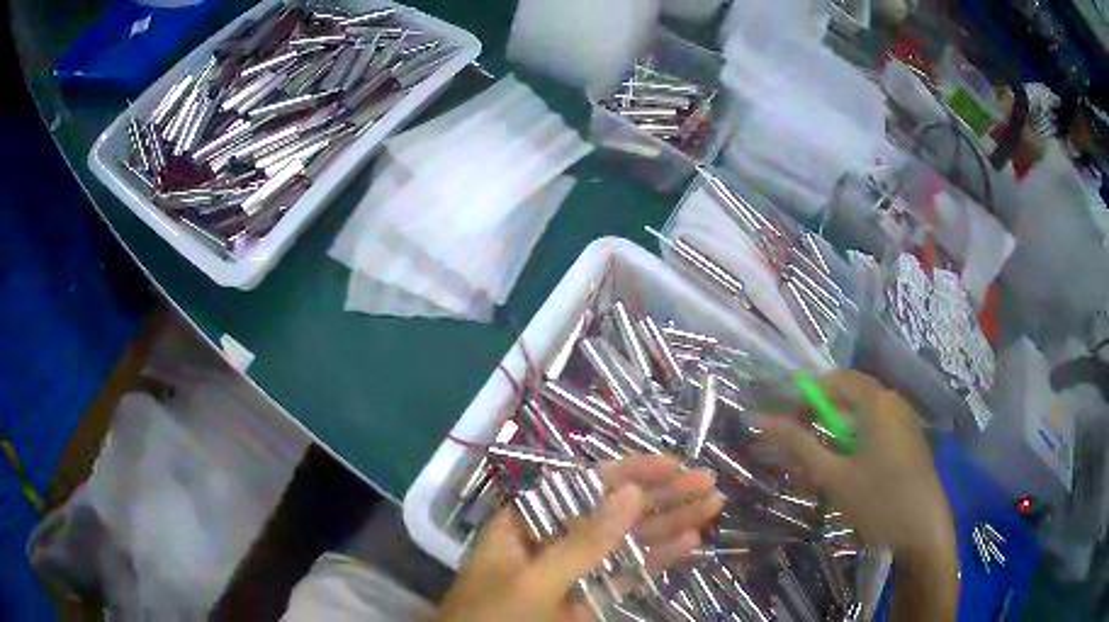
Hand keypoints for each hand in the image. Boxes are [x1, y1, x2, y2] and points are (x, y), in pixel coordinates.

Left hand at [440, 455, 722, 621]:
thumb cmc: (493, 618)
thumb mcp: (534, 582)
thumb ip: (582, 542)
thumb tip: (630, 493)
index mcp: (525, 524)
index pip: (581, 486)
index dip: (629, 472)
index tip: (672, 464)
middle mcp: (551, 541)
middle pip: (611, 511)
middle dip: (659, 496)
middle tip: (707, 482)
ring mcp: (571, 573)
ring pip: (624, 543)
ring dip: (667, 525)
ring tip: (712, 506)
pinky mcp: (585, 601)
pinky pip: (623, 576)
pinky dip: (655, 562)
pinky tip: (688, 545)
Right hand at [760, 370, 957, 621]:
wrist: (923, 533)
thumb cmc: (878, 501)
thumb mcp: (833, 476)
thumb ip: (798, 445)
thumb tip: (761, 419)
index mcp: (877, 401)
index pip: (835, 380)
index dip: (806, 397)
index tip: (787, 428)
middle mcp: (893, 403)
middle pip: (848, 400)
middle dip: (819, 425)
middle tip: (799, 459)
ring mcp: (905, 423)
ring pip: (861, 421)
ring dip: (835, 442)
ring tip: (819, 477)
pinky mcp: (909, 444)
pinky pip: (876, 435)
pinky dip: (854, 450)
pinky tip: (846, 481)